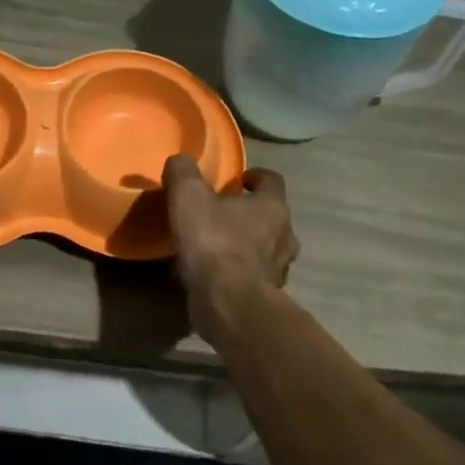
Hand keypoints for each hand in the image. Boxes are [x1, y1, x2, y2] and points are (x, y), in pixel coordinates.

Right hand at [161, 154, 297, 340]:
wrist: (228, 303)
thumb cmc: (214, 242)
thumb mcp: (188, 197)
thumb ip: (183, 173)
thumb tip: (180, 160)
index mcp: (272, 207)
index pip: (272, 180)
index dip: (255, 176)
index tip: (237, 179)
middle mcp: (284, 235)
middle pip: (272, 216)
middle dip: (251, 213)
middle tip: (224, 212)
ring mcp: (279, 269)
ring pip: (267, 249)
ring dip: (248, 244)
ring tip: (219, 245)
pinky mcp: (266, 296)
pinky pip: (254, 276)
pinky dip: (240, 272)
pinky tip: (216, 274)